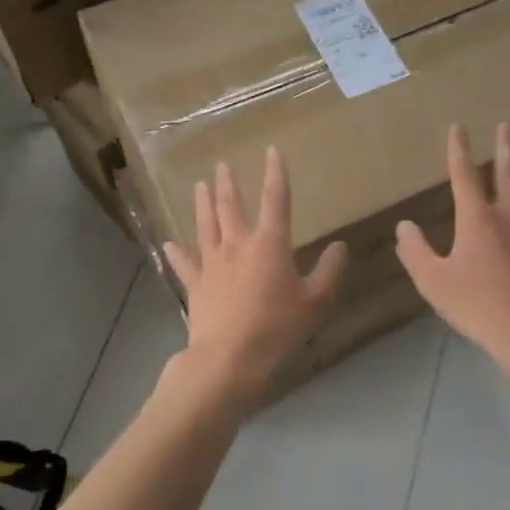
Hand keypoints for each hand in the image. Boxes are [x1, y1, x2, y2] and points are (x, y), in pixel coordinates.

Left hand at [164, 147, 347, 412]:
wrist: (229, 359)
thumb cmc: (277, 328)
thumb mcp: (316, 302)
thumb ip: (329, 272)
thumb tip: (340, 246)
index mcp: (269, 243)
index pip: (275, 199)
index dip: (275, 173)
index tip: (271, 150)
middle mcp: (237, 244)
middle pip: (231, 206)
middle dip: (229, 182)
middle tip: (222, 164)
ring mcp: (212, 263)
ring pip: (205, 225)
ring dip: (203, 203)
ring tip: (200, 185)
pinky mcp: (195, 285)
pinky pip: (185, 263)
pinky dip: (177, 252)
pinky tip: (169, 243)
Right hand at [396, 124, 509, 364]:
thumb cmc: (477, 306)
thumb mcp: (433, 282)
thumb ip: (415, 251)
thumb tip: (404, 226)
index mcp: (477, 218)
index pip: (464, 174)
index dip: (459, 149)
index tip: (458, 127)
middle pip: (509, 172)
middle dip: (506, 146)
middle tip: (507, 125)